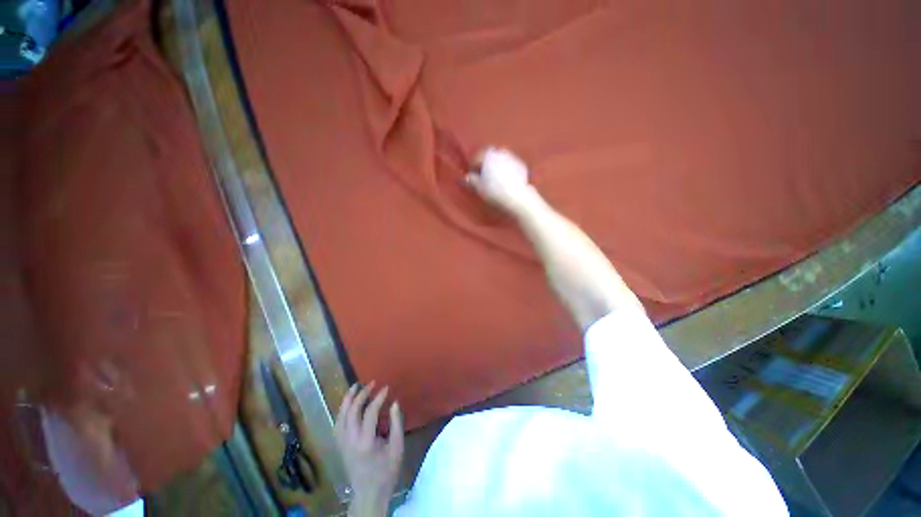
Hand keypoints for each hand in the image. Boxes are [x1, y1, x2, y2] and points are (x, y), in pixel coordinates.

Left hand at [335, 382, 403, 516]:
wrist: (369, 493)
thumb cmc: (386, 471)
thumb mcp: (397, 448)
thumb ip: (396, 424)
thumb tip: (394, 403)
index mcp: (366, 442)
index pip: (370, 412)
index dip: (378, 397)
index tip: (386, 387)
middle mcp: (350, 440)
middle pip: (352, 411)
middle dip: (362, 394)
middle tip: (372, 383)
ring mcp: (342, 443)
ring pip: (341, 416)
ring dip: (347, 399)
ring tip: (355, 386)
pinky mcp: (340, 446)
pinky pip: (337, 424)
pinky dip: (342, 411)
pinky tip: (348, 404)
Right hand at [465, 147, 538, 214]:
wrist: (518, 197)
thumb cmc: (495, 191)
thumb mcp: (479, 187)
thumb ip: (471, 180)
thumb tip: (466, 177)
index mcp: (488, 155)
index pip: (476, 157)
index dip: (472, 167)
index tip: (471, 176)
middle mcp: (501, 152)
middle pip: (489, 156)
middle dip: (484, 165)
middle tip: (482, 177)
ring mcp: (513, 157)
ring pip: (500, 160)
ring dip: (495, 167)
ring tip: (494, 180)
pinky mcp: (521, 166)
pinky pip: (509, 165)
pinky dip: (505, 170)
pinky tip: (505, 181)